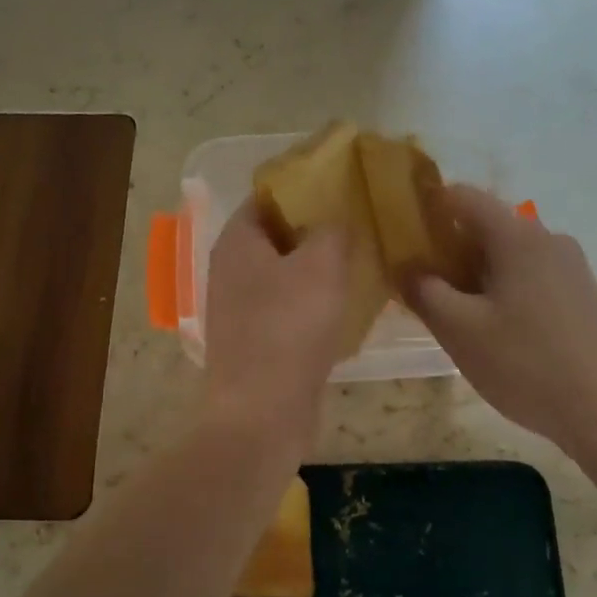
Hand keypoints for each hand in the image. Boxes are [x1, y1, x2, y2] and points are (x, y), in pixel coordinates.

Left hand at [201, 200, 348, 465]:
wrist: (262, 413)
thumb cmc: (289, 328)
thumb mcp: (321, 265)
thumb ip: (332, 229)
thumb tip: (337, 217)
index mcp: (238, 241)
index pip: (269, 195)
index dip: (306, 184)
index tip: (346, 182)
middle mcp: (233, 270)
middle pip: (279, 234)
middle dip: (318, 226)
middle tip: (362, 220)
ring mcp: (243, 308)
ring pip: (287, 272)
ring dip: (321, 266)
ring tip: (364, 256)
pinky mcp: (258, 340)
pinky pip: (290, 307)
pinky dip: (316, 300)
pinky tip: (350, 302)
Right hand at [407, 186, 596, 459]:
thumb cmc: (526, 364)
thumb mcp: (459, 330)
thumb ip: (424, 291)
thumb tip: (406, 266)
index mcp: (517, 236)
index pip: (464, 197)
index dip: (428, 208)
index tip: (403, 236)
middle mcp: (548, 239)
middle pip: (487, 225)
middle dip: (449, 248)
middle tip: (421, 286)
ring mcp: (571, 267)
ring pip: (509, 254)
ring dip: (475, 273)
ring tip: (454, 314)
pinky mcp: (582, 295)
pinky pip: (531, 276)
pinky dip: (503, 288)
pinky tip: (494, 330)